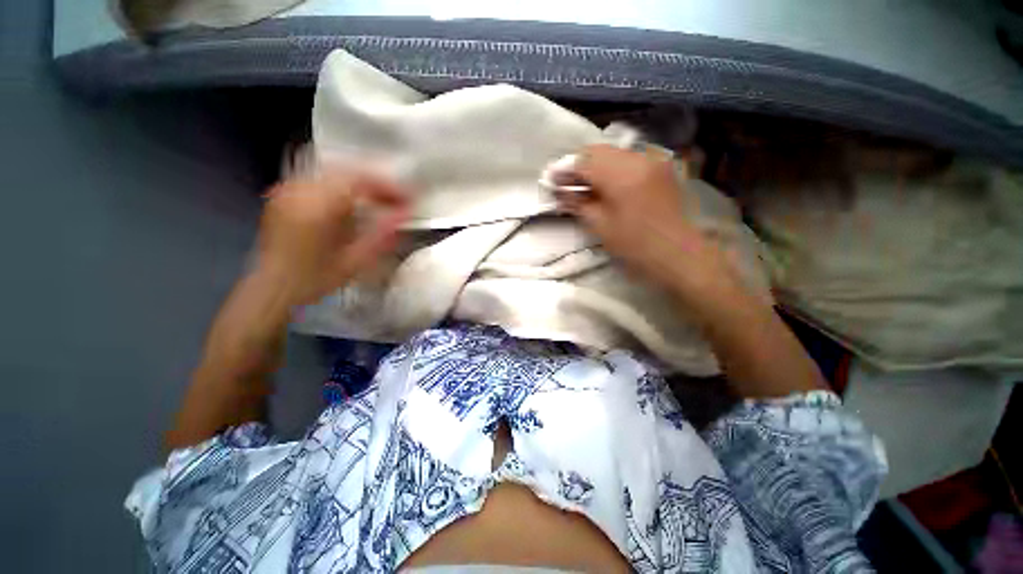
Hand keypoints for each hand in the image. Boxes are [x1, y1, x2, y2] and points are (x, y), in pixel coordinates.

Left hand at [256, 168, 409, 305]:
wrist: (272, 287)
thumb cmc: (315, 279)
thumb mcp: (355, 260)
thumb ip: (383, 234)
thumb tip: (406, 213)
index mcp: (317, 206)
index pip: (359, 179)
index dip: (387, 186)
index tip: (406, 198)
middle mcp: (299, 190)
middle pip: (346, 171)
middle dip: (375, 183)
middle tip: (395, 200)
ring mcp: (287, 190)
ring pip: (332, 172)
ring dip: (359, 184)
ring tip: (378, 201)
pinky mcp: (283, 195)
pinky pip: (319, 179)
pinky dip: (341, 187)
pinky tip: (351, 203)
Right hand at [559, 145, 734, 297]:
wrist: (677, 252)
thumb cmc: (635, 245)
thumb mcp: (600, 226)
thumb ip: (578, 203)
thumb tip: (560, 192)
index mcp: (622, 174)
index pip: (584, 161)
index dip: (564, 170)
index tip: (551, 180)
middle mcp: (638, 157)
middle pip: (598, 151)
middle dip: (578, 166)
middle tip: (566, 184)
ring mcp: (652, 159)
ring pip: (613, 153)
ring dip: (594, 167)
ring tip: (584, 186)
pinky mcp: (660, 166)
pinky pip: (628, 159)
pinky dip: (611, 169)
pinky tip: (605, 185)